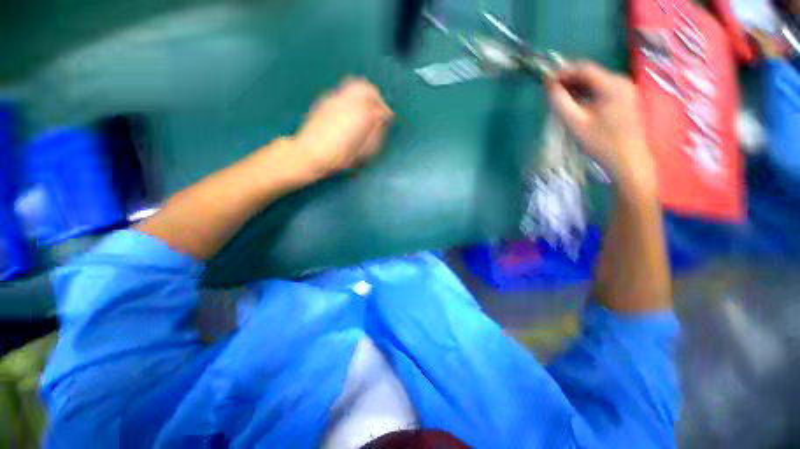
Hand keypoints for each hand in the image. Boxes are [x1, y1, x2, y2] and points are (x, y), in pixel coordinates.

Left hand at [288, 78, 393, 183]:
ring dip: (363, 95)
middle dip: (375, 97)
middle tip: (377, 110)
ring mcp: (333, 99)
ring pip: (353, 87)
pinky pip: (342, 93)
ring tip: (365, 110)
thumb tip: (382, 120)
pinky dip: (351, 99)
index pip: (378, 105)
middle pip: (366, 88)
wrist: (309, 154)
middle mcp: (347, 100)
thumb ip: (376, 132)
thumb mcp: (362, 149)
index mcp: (360, 113)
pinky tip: (350, 113)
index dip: (385, 111)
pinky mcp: (324, 102)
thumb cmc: (338, 156)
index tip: (387, 119)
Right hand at [547, 62, 654, 193]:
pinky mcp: (626, 99)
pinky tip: (576, 104)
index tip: (545, 81)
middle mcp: (621, 81)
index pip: (583, 68)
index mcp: (612, 84)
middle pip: (590, 73)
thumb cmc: (601, 142)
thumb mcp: (575, 123)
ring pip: (595, 82)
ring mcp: (626, 90)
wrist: (628, 160)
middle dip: (569, 80)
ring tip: (560, 99)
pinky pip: (602, 90)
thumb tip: (548, 85)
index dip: (562, 72)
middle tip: (550, 92)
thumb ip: (560, 102)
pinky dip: (586, 93)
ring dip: (576, 87)